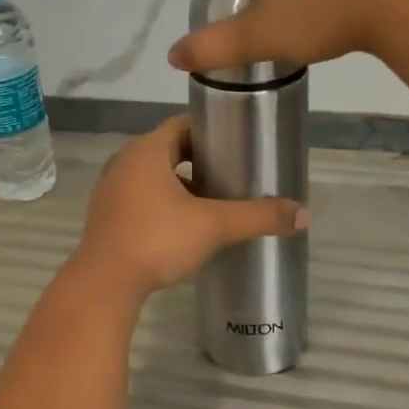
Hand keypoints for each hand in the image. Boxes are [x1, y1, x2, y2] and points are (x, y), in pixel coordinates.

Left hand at [74, 117, 306, 297]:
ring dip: (179, 182)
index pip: (182, 125)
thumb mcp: (213, 226)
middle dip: (198, 159)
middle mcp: (124, 161)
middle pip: (167, 149)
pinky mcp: (106, 214)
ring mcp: (110, 188)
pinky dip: (161, 201)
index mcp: (146, 150)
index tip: (237, 143)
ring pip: (152, 174)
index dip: (211, 131)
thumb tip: (304, 213)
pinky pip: (139, 196)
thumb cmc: (157, 240)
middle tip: (231, 173)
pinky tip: (182, 225)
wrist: (104, 284)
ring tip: (211, 200)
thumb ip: (257, 216)